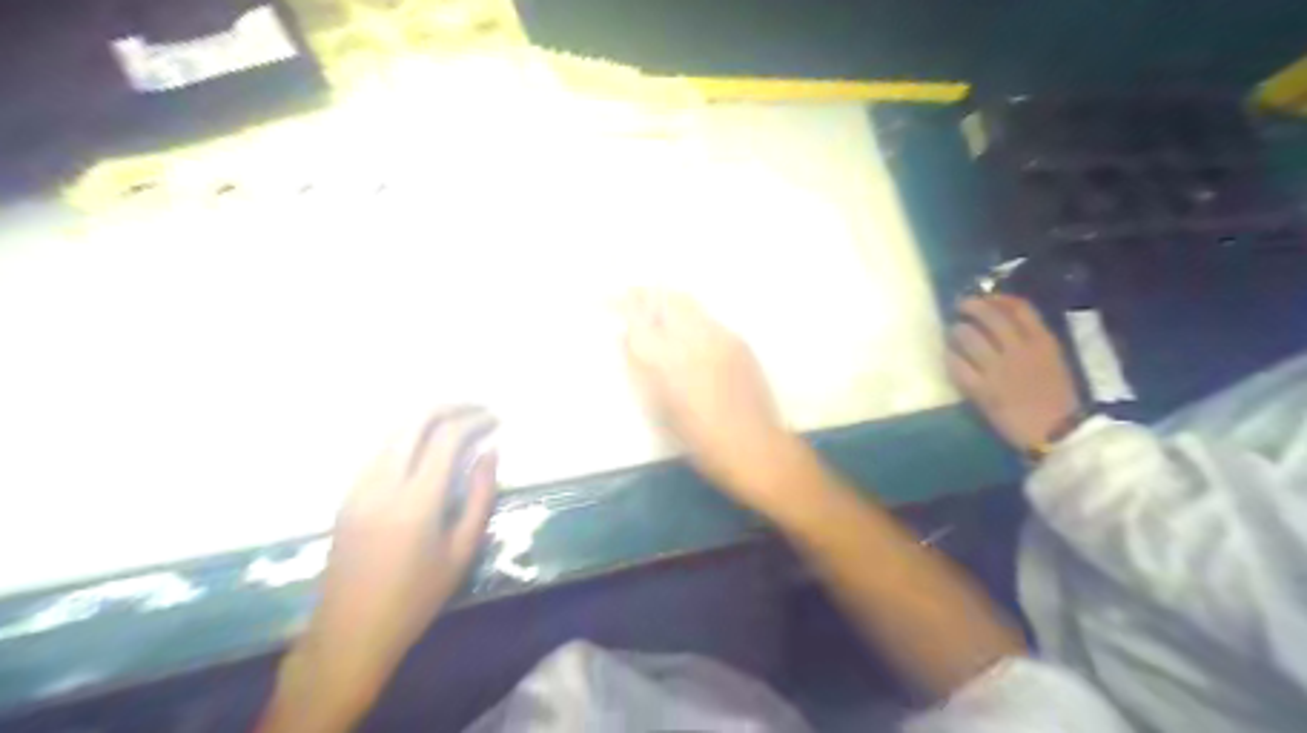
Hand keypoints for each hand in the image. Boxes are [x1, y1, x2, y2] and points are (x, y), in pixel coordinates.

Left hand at [258, 408, 497, 731]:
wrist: (350, 632)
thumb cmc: (416, 598)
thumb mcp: (462, 551)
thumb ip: (480, 496)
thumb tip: (489, 453)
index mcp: (416, 501)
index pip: (446, 438)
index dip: (474, 421)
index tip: (496, 420)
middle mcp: (383, 484)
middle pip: (416, 421)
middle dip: (451, 407)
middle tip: (478, 410)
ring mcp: (359, 486)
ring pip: (394, 430)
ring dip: (428, 418)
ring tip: (458, 422)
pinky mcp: (347, 495)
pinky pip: (381, 449)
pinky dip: (408, 435)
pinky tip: (427, 446)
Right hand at [618, 289, 802, 509]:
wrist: (757, 449)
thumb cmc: (702, 442)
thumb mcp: (660, 410)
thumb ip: (639, 369)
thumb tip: (625, 337)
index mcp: (672, 359)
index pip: (638, 315)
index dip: (617, 303)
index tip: (600, 300)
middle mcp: (697, 338)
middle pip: (665, 297)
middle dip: (641, 294)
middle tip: (625, 301)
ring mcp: (722, 336)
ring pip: (687, 303)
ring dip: (665, 303)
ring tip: (651, 315)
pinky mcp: (739, 342)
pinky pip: (706, 318)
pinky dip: (687, 318)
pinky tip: (683, 337)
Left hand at [952, 294, 1083, 447]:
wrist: (1059, 434)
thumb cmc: (1059, 400)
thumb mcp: (1054, 362)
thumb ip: (1033, 342)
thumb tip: (1006, 325)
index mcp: (1044, 343)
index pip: (1019, 308)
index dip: (998, 299)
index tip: (986, 298)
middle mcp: (1019, 350)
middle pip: (989, 316)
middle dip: (971, 307)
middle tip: (961, 307)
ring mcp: (998, 370)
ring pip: (967, 337)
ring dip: (957, 332)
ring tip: (954, 334)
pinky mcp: (981, 390)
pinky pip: (957, 366)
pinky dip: (950, 358)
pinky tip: (949, 358)